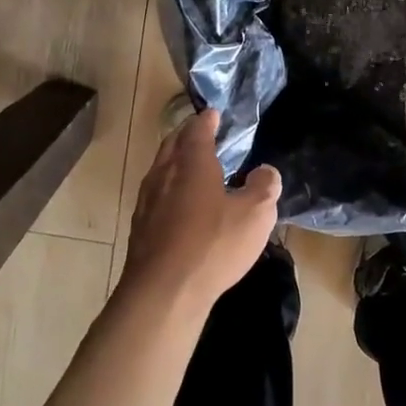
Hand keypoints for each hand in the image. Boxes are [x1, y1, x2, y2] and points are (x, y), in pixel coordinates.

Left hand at [121, 107, 281, 311]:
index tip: (213, 114)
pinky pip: (155, 195)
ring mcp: (147, 201)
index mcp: (192, 164)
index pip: (197, 131)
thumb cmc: (212, 245)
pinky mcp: (140, 228)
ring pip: (160, 170)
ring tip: (190, 167)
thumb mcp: (255, 215)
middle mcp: (164, 175)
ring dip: (174, 162)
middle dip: (186, 136)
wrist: (163, 291)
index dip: (206, 121)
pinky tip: (179, 205)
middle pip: (172, 145)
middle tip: (200, 134)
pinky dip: (168, 189)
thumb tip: (265, 171)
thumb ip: (264, 187)